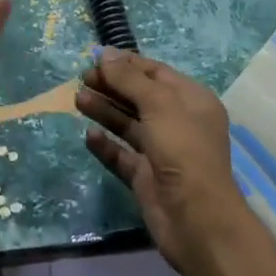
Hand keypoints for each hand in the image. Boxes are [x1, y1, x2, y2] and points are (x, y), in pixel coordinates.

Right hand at [77, 48, 251, 269]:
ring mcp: (162, 151)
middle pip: (139, 96)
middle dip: (112, 86)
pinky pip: (121, 154)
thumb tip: (105, 54)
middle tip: (82, 78)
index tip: (96, 58)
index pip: (156, 73)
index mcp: (192, 100)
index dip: (127, 64)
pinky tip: (88, 135)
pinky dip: (106, 144)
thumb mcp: (159, 105)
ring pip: (128, 124)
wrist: (197, 221)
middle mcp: (178, 123)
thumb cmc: (183, 151)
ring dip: (104, 110)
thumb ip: (129, 79)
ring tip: (78, 100)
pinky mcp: (146, 177)